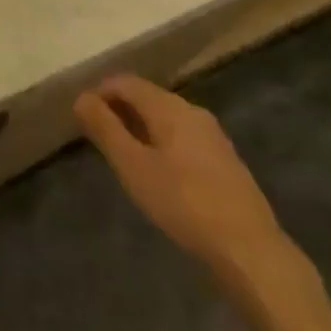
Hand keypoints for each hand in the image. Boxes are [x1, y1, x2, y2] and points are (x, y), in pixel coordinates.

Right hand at [75, 75, 292, 284]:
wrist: (249, 248)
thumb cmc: (183, 202)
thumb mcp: (133, 166)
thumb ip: (105, 129)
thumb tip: (81, 97)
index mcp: (169, 107)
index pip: (125, 82)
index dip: (100, 93)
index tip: (81, 118)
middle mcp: (192, 111)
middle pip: (147, 97)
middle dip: (119, 110)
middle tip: (98, 137)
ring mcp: (212, 135)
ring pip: (166, 117)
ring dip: (140, 127)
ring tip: (123, 155)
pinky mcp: (224, 159)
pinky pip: (183, 136)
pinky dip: (161, 142)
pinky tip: (158, 172)